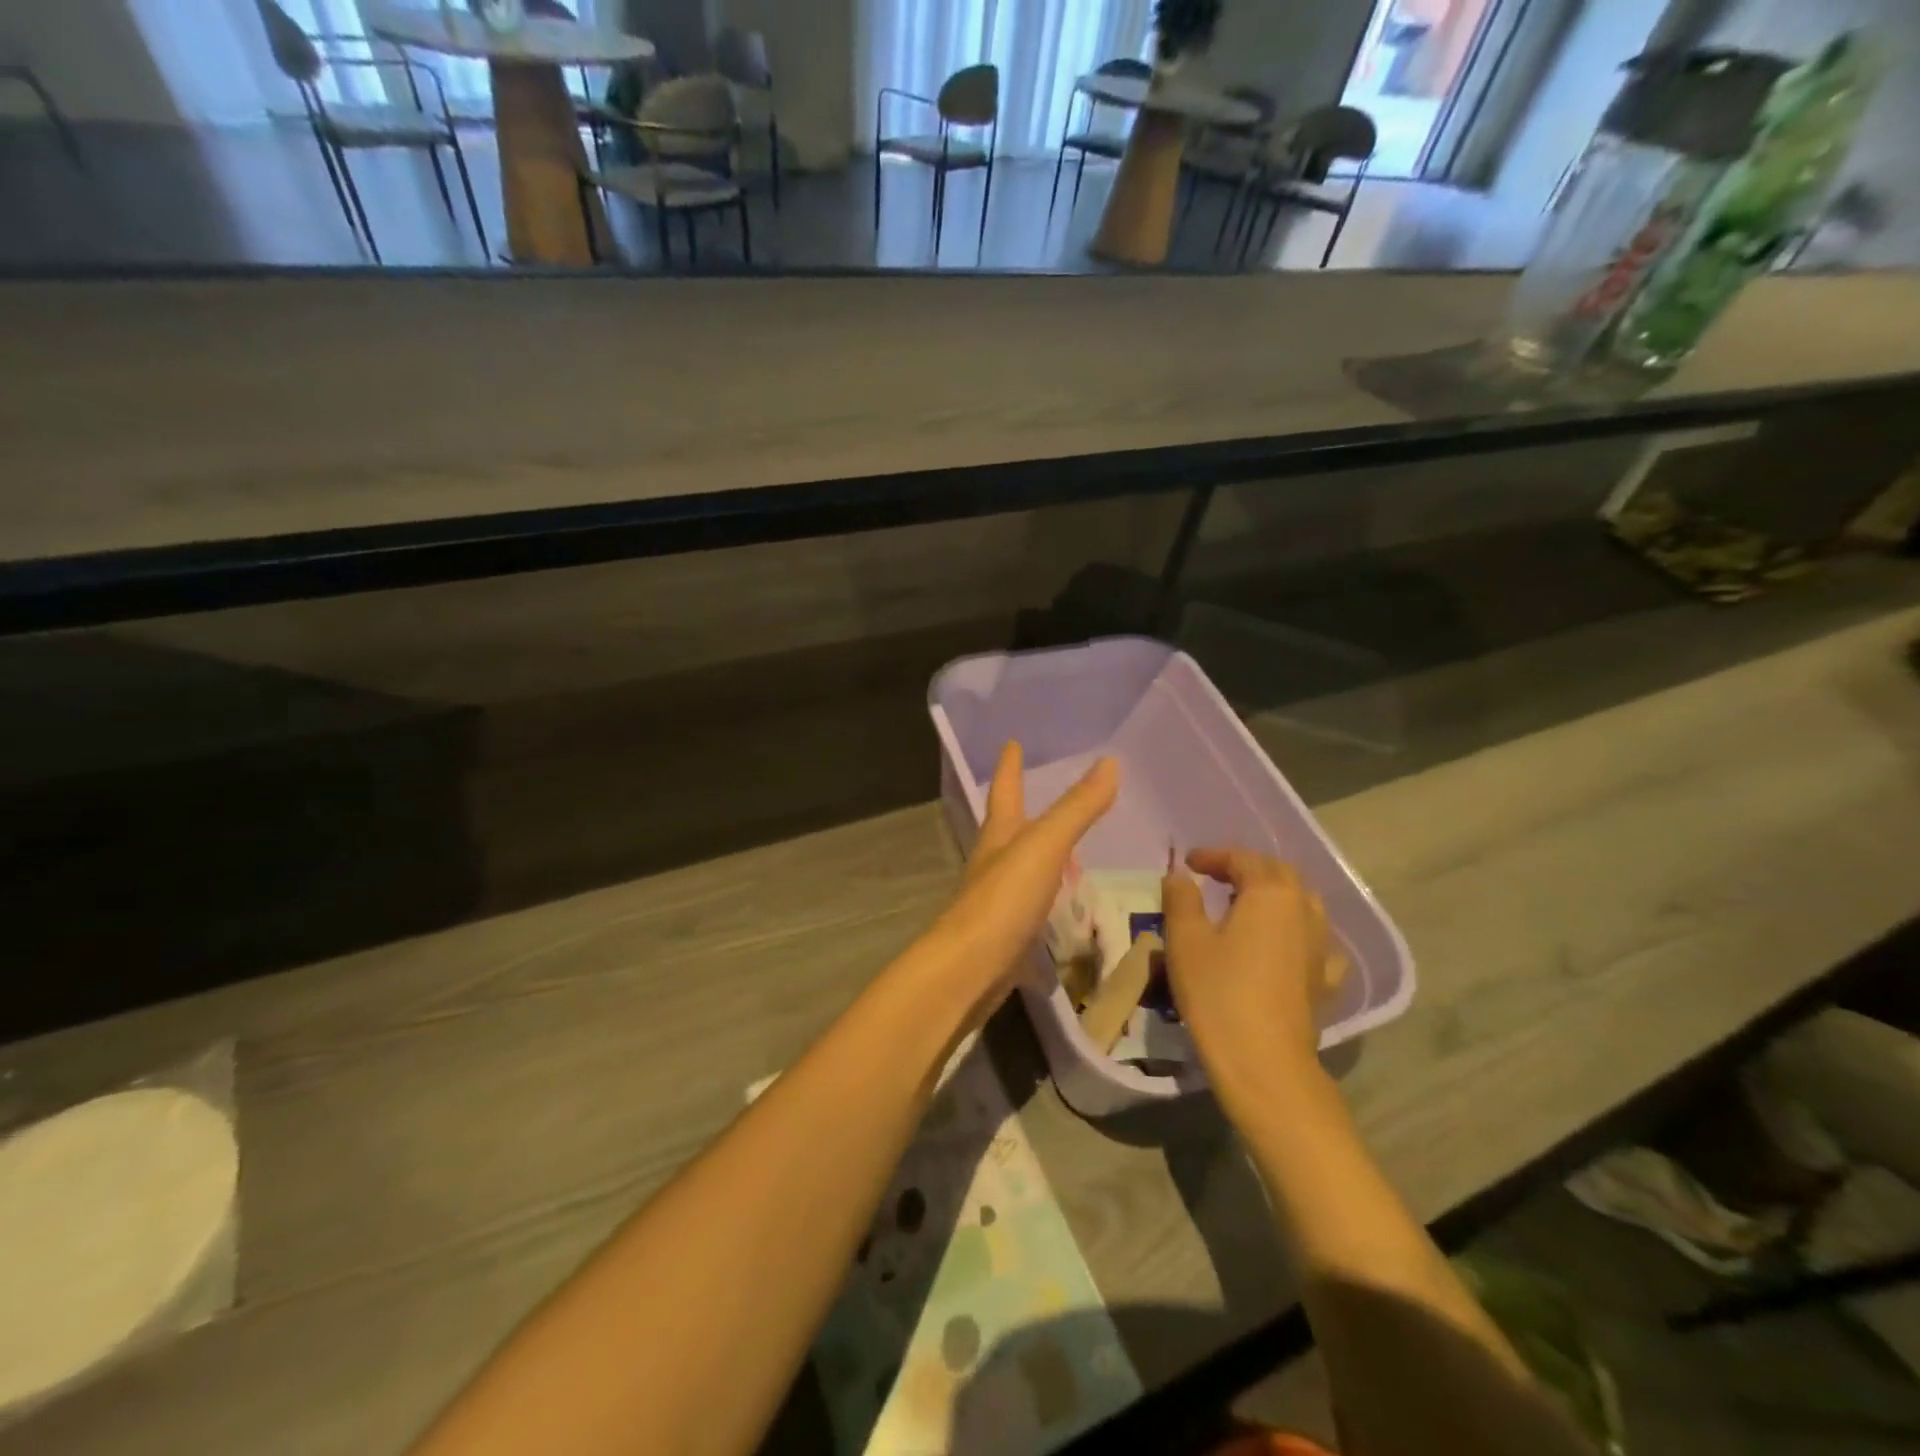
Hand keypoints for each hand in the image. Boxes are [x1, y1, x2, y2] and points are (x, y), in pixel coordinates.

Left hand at [925, 743, 1117, 1012]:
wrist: (967, 971)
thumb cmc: (1002, 901)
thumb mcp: (1044, 847)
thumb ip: (1076, 809)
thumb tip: (1109, 762)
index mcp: (999, 836)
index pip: (1004, 790)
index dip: (1009, 766)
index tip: (1011, 743)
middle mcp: (993, 862)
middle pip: (1008, 828)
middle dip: (1023, 810)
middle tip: (1046, 796)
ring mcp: (997, 900)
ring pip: (1021, 867)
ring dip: (1040, 856)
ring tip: (1069, 852)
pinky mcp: (1005, 934)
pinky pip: (1031, 905)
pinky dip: (1048, 897)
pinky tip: (1064, 907)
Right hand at [1162, 848, 1341, 1097]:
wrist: (1264, 1061)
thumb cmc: (1218, 992)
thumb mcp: (1185, 939)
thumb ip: (1182, 898)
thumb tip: (1180, 875)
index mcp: (1270, 893)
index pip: (1243, 859)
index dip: (1214, 856)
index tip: (1188, 863)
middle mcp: (1303, 911)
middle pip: (1277, 875)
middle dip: (1246, 869)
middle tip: (1215, 877)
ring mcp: (1320, 946)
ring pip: (1300, 904)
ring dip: (1272, 896)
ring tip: (1245, 905)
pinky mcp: (1325, 980)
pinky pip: (1313, 941)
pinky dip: (1295, 932)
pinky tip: (1283, 946)